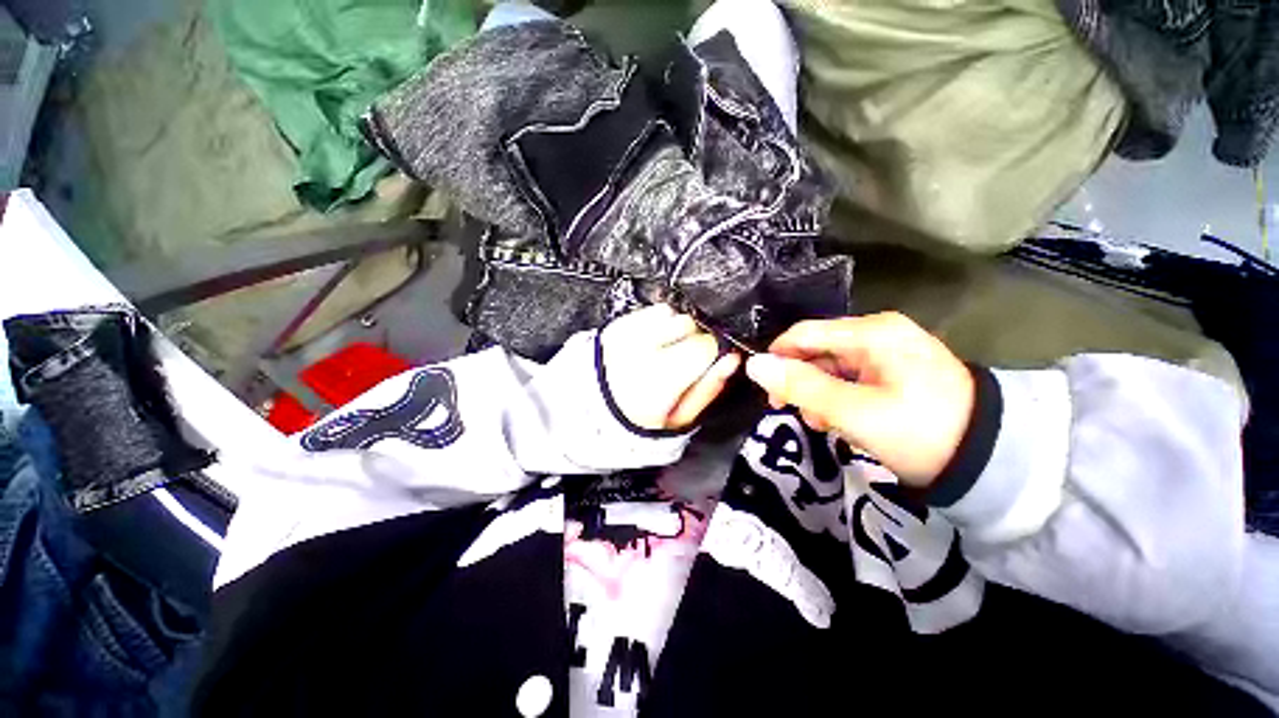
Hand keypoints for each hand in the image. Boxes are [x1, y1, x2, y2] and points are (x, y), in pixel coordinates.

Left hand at [601, 304, 741, 431]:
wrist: (597, 410)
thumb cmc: (640, 420)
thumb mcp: (680, 418)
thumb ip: (708, 388)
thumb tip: (732, 359)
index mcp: (659, 378)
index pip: (705, 345)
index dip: (713, 354)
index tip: (706, 365)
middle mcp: (640, 349)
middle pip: (689, 324)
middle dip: (693, 340)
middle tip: (681, 364)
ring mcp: (626, 332)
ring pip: (672, 313)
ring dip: (675, 329)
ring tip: (664, 352)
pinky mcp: (618, 323)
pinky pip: (652, 310)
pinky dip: (658, 321)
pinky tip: (652, 342)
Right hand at [743, 312, 974, 486]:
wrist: (992, 461)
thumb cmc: (920, 432)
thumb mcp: (853, 412)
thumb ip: (800, 386)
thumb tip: (754, 365)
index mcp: (872, 332)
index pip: (803, 334)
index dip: (778, 358)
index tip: (766, 391)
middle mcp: (879, 333)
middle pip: (816, 350)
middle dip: (800, 381)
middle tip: (791, 412)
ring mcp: (888, 352)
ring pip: (830, 367)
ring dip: (817, 393)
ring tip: (822, 423)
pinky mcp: (894, 371)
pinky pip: (850, 378)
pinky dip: (837, 397)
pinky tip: (839, 419)